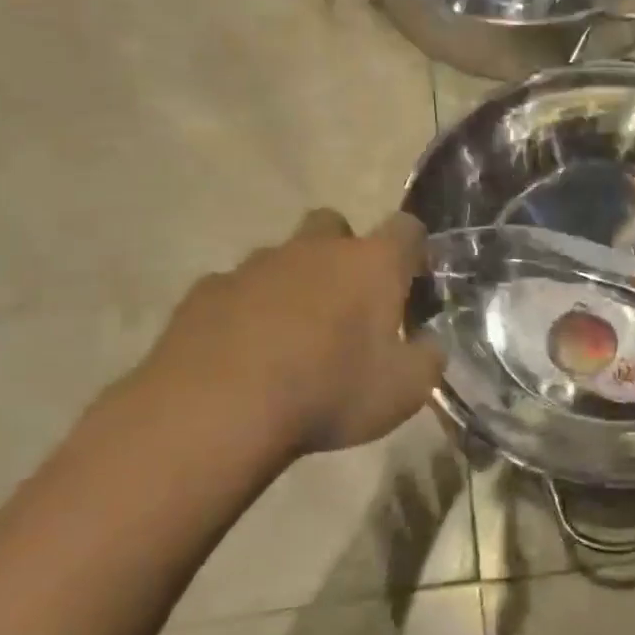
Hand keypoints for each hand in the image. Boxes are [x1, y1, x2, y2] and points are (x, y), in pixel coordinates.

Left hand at [130, 208, 443, 469]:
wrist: (217, 410)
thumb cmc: (329, 392)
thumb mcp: (406, 390)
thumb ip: (428, 358)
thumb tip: (428, 343)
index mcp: (370, 264)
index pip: (406, 229)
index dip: (414, 249)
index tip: (414, 279)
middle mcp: (314, 249)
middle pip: (334, 225)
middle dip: (344, 251)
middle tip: (347, 301)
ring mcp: (254, 265)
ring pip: (282, 256)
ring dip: (294, 282)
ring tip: (292, 335)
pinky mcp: (206, 290)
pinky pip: (236, 288)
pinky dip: (247, 309)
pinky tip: (245, 350)